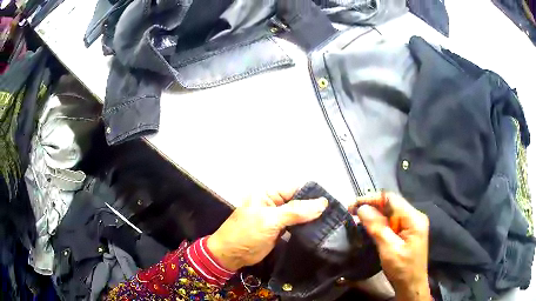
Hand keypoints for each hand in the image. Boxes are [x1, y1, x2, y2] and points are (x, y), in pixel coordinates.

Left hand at [207, 189, 327, 270]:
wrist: (230, 255)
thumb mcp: (269, 220)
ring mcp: (277, 217)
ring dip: (312, 218)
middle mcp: (274, 202)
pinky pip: (296, 225)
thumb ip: (295, 212)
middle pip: (299, 201)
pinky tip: (319, 231)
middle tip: (335, 215)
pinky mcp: (280, 230)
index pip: (296, 189)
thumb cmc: (246, 234)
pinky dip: (306, 228)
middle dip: (315, 207)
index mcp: (269, 193)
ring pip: (299, 214)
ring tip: (331, 223)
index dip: (313, 194)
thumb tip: (322, 203)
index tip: (332, 203)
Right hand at [350, 193, 430, 300]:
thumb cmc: (402, 269)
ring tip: (357, 219)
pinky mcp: (407, 232)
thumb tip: (362, 208)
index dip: (371, 199)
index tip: (353, 206)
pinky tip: (369, 227)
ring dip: (374, 215)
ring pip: (390, 213)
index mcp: (414, 218)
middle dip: (371, 206)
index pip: (391, 199)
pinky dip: (379, 223)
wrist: (411, 285)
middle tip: (351, 213)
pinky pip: (392, 222)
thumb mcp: (389, 249)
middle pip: (391, 204)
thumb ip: (377, 227)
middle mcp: (414, 217)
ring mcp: (412, 224)